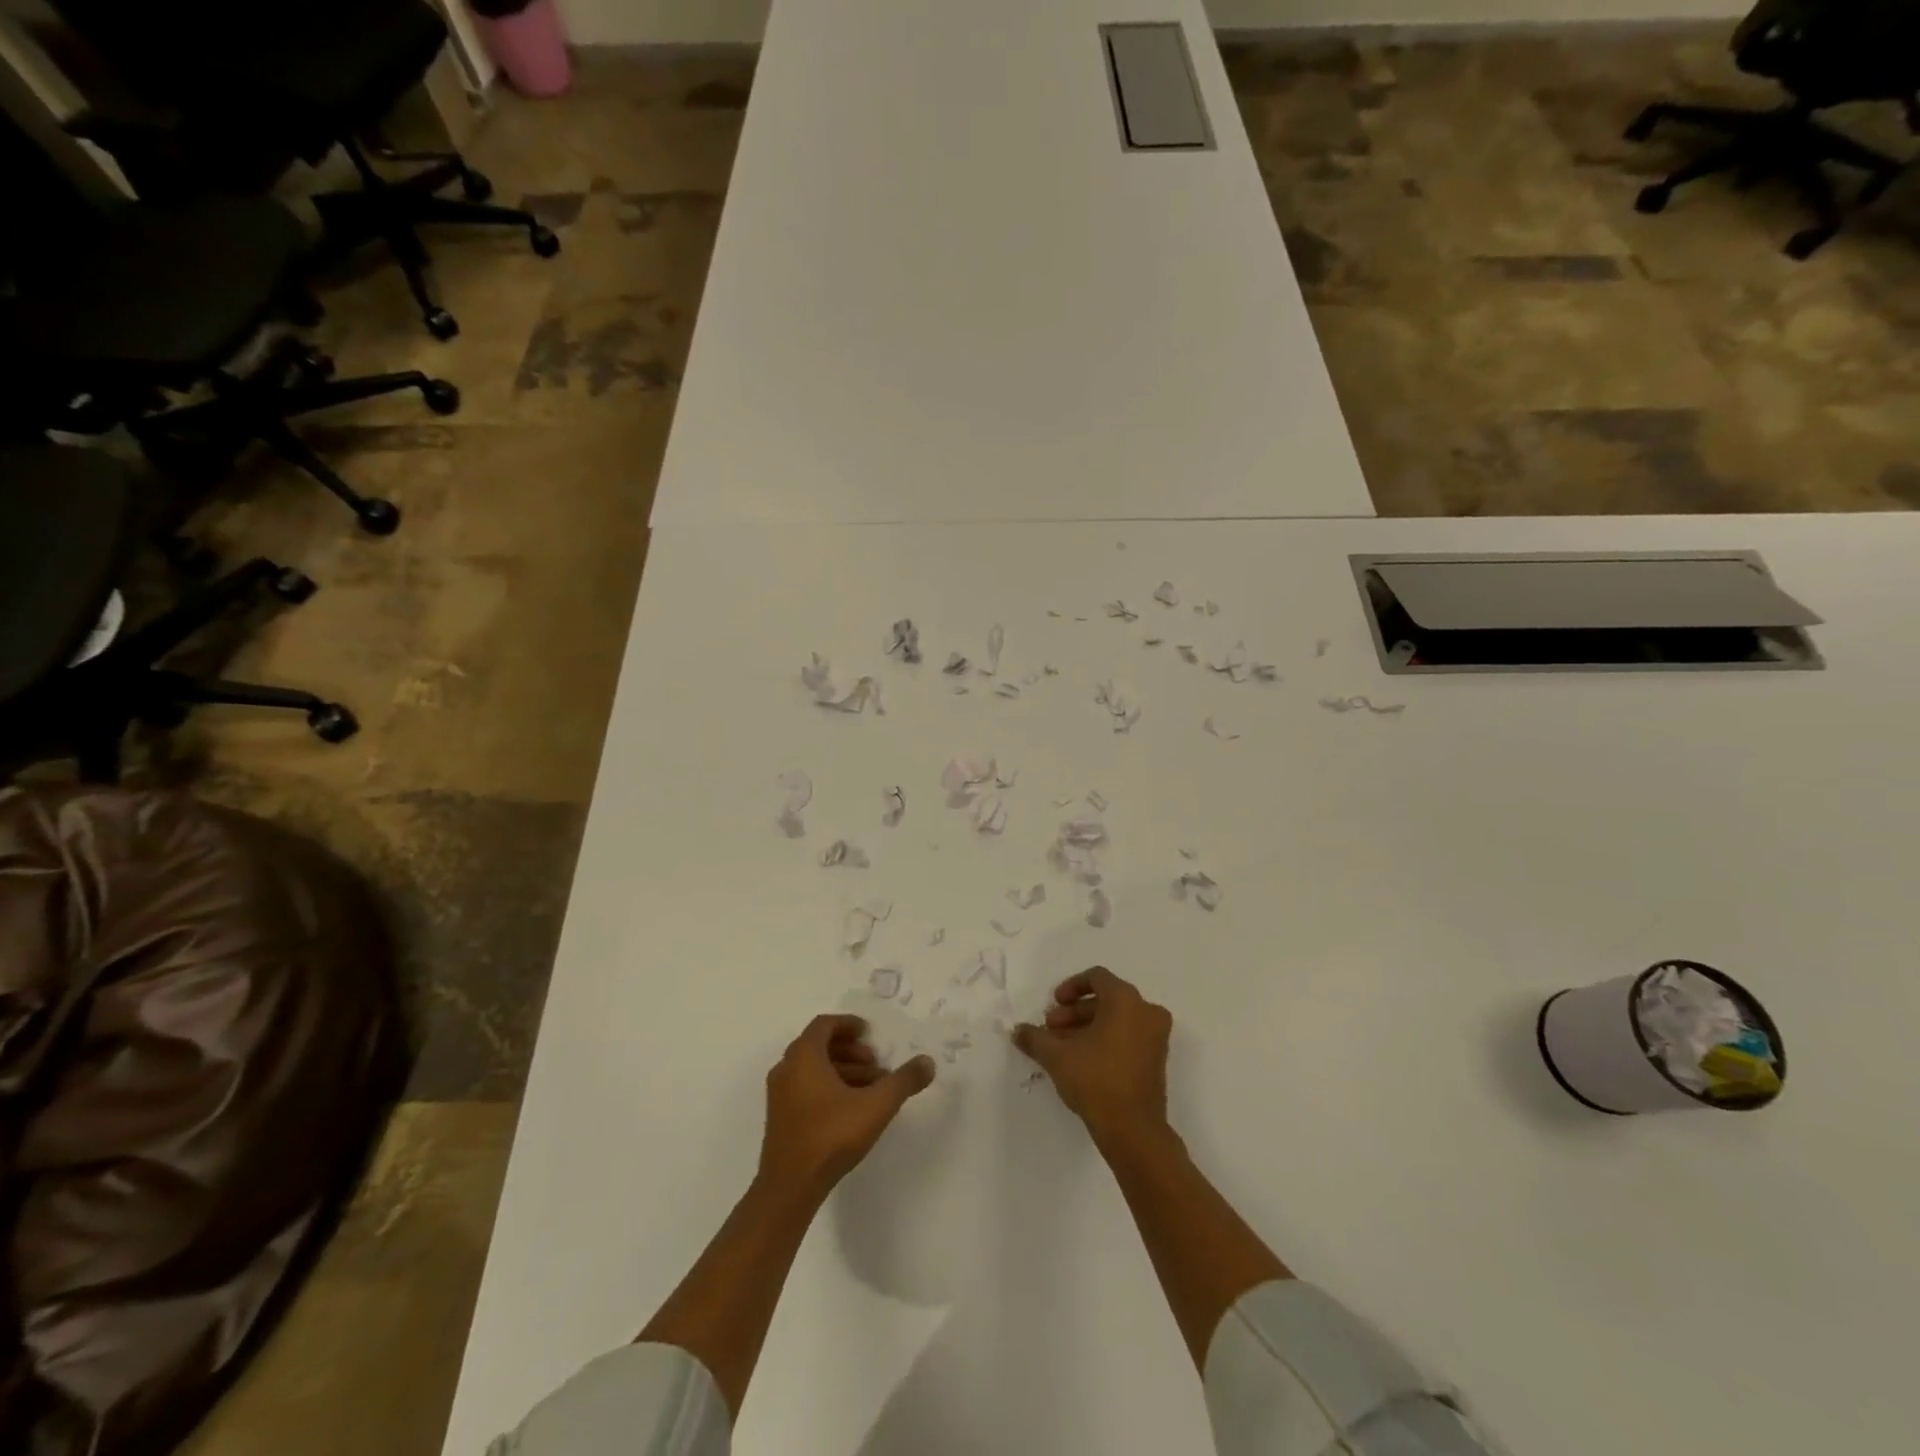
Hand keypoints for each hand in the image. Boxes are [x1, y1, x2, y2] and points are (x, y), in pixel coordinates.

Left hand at [759, 1014, 934, 1199]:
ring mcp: (779, 1094)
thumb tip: (928, 1062)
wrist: (789, 1186)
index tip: (869, 1033)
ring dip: (842, 1070)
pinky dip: (828, 1087)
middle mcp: (786, 1068)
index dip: (848, 1024)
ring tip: (870, 1089)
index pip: (824, 1024)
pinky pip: (805, 1087)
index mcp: (804, 1055)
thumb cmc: (831, 1135)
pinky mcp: (779, 1117)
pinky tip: (851, 1109)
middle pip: (819, 1046)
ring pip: (813, 1069)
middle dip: (850, 1051)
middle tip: (875, 1064)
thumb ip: (903, 1081)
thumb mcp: (876, 1105)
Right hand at [1012, 967, 1172, 1144]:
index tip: (1054, 1004)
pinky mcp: (1157, 1060)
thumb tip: (1018, 1031)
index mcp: (1126, 1000)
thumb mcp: (1057, 1056)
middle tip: (1052, 1030)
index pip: (1097, 977)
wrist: (1133, 1130)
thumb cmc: (1096, 1080)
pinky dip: (1105, 1040)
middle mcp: (1146, 1012)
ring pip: (1116, 1020)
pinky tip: (1081, 1061)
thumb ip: (1035, 1038)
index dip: (1071, 987)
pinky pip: (1128, 1036)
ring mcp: (1156, 1037)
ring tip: (1062, 1048)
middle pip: (1105, 999)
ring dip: (1087, 1028)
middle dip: (1075, 1013)